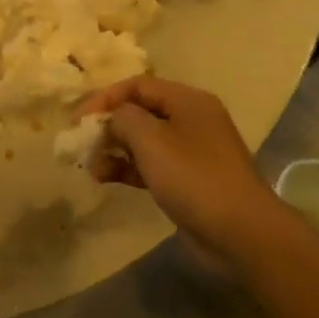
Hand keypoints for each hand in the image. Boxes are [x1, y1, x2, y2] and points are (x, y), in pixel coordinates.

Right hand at [80, 75, 280, 263]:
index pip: (138, 85)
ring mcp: (192, 151)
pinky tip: (108, 178)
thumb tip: (113, 118)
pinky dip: (129, 168)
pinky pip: (152, 165)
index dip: (105, 98)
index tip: (78, 119)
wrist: (240, 232)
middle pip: (140, 112)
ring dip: (115, 150)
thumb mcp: (150, 139)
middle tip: (83, 145)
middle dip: (109, 126)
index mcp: (187, 100)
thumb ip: (123, 118)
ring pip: (144, 141)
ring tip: (92, 169)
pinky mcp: (188, 180)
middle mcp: (191, 119)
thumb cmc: (193, 176)